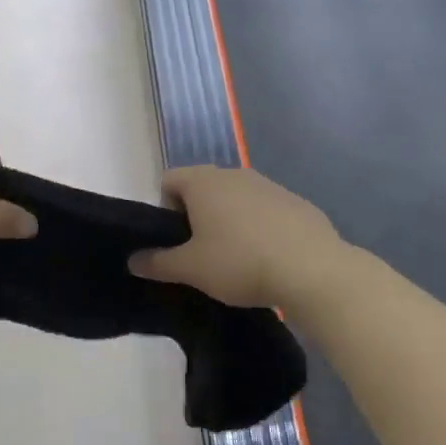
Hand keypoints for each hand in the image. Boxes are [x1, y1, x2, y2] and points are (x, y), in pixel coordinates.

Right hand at [130, 166, 343, 308]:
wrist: (313, 270)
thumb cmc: (240, 262)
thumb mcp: (191, 269)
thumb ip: (157, 263)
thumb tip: (132, 260)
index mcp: (202, 182)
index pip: (168, 181)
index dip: (163, 209)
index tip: (174, 241)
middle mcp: (233, 174)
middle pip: (202, 188)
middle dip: (196, 216)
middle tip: (200, 253)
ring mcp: (268, 185)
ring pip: (235, 198)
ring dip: (228, 221)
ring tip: (236, 259)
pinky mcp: (296, 202)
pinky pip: (265, 210)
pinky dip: (259, 227)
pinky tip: (268, 258)